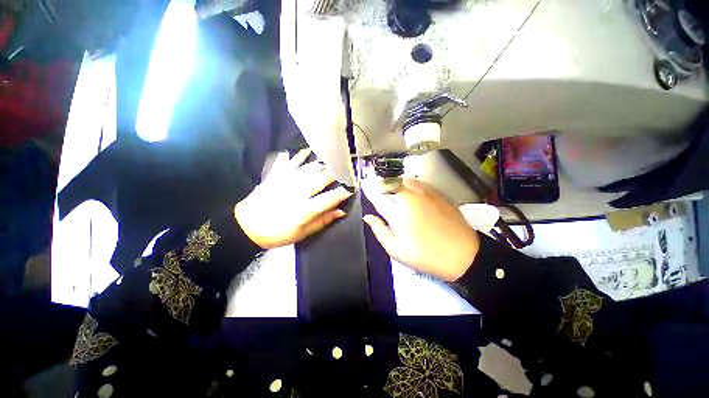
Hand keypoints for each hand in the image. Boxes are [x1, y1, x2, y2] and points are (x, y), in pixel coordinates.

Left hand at [235, 149, 351, 248]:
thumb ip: (322, 221)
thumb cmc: (278, 233)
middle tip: (346, 169)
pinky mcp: (277, 176)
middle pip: (321, 179)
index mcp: (306, 209)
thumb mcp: (302, 233)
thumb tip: (341, 212)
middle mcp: (299, 193)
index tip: (352, 188)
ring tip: (334, 159)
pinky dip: (299, 156)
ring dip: (323, 163)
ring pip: (309, 169)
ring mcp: (287, 182)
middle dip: (336, 173)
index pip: (330, 198)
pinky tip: (307, 150)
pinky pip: (290, 163)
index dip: (343, 192)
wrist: (247, 226)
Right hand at [362, 177, 479, 280]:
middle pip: (391, 183)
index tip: (363, 184)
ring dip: (394, 180)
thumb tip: (368, 217)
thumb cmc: (426, 256)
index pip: (378, 197)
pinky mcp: (438, 193)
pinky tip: (408, 187)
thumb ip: (380, 231)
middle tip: (374, 183)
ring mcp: (426, 194)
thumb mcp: (397, 250)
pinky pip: (418, 182)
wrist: (462, 255)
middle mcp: (410, 199)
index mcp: (398, 214)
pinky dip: (408, 182)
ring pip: (404, 180)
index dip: (369, 189)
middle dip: (380, 182)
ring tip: (389, 184)